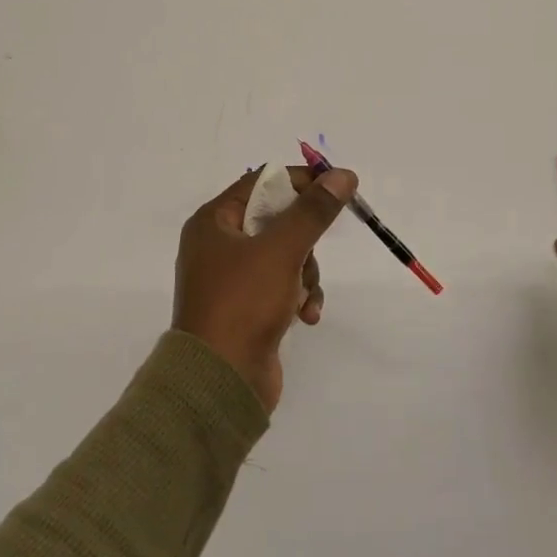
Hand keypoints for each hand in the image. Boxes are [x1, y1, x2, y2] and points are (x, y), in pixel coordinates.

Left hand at [172, 164, 357, 411]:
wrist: (220, 381)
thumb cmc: (243, 303)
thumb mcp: (282, 250)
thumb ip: (313, 211)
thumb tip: (343, 175)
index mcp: (213, 222)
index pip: (261, 183)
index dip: (300, 182)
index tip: (337, 189)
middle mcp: (218, 245)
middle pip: (277, 221)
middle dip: (304, 242)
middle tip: (308, 256)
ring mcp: (232, 279)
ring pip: (286, 255)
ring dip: (305, 274)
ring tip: (303, 298)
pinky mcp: (247, 308)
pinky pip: (282, 286)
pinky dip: (298, 296)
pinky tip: (305, 316)